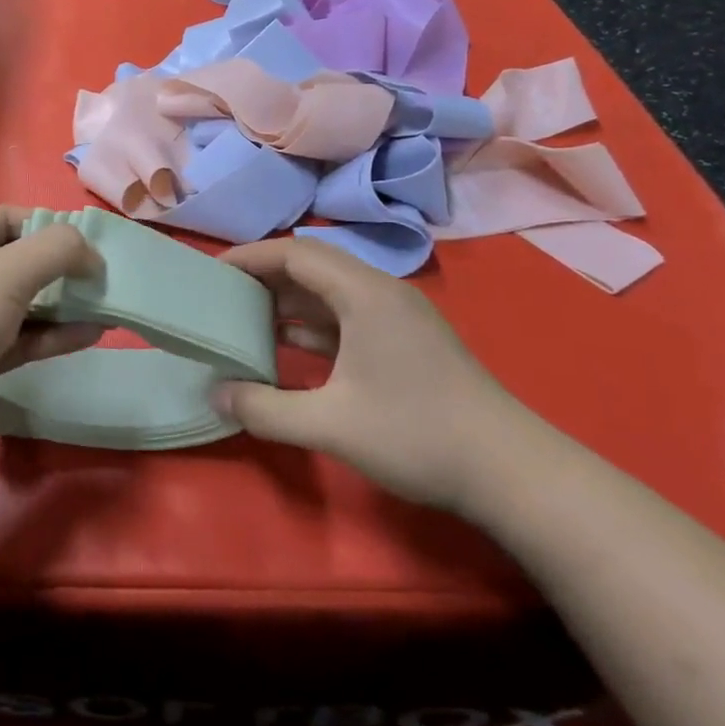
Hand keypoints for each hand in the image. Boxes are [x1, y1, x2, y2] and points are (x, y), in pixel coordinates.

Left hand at [0, 206, 103, 467]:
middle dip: (62, 271)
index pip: (10, 218)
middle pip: (17, 261)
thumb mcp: (8, 272)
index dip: (53, 229)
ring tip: (110, 310)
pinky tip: (90, 336)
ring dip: (62, 306)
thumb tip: (90, 252)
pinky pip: (15, 338)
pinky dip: (49, 336)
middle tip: (107, 283)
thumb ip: (57, 250)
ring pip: (19, 303)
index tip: (94, 249)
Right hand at [213, 237, 531, 512]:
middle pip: (312, 265)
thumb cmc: (417, 435)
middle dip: (264, 276)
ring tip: (244, 317)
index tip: (212, 271)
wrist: (511, 472)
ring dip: (287, 300)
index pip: (296, 253)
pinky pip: (346, 315)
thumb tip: (216, 395)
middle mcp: (381, 292)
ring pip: (330, 291)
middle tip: (222, 293)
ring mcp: (397, 317)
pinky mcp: (405, 341)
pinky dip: (311, 323)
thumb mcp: (331, 425)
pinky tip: (286, 345)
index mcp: (365, 294)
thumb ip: (265, 409)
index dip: (250, 257)